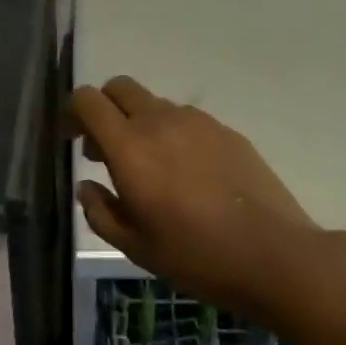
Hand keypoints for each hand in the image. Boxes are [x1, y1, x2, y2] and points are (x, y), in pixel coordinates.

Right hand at [68, 77, 328, 327]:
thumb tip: (87, 186)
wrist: (273, 255)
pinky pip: (187, 120)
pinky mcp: (227, 132)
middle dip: (104, 110)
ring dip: (140, 124)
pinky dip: (173, 134)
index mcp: (130, 148)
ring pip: (155, 104)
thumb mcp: (134, 246)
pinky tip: (188, 175)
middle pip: (119, 88)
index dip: (72, 113)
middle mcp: (161, 122)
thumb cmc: (195, 256)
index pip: (87, 100)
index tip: (72, 140)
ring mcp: (199, 123)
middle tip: (106, 151)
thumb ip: (100, 211)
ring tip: (151, 169)